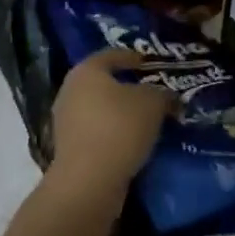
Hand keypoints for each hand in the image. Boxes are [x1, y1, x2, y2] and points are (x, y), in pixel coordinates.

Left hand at [46, 49, 174, 209]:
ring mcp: (65, 121)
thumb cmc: (120, 127)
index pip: (112, 55)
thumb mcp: (153, 104)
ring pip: (99, 109)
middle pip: (103, 82)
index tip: (150, 64)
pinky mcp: (67, 148)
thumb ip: (163, 94)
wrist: (89, 181)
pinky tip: (132, 141)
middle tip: (151, 92)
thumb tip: (169, 97)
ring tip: (146, 119)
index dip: (133, 57)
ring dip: (120, 113)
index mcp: (87, 70)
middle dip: (127, 87)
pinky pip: (95, 132)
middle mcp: (70, 90)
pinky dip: (112, 133)